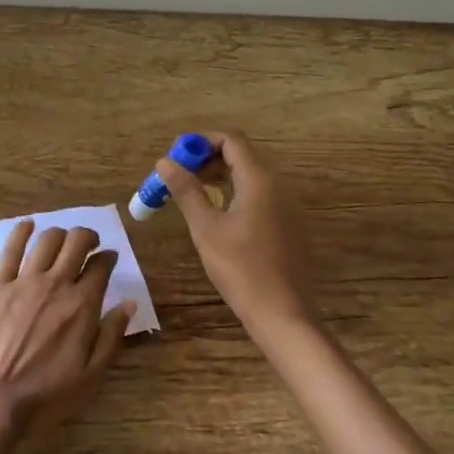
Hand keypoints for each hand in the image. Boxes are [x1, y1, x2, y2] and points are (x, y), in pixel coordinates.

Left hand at [0, 222, 134, 442]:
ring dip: (60, 233)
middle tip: (88, 244)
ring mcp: (24, 281)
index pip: (101, 266)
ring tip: (62, 240)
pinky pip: (10, 248)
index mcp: (82, 305)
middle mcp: (56, 284)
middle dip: (87, 237)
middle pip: (76, 241)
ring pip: (47, 239)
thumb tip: (129, 303)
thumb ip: (112, 336)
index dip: (108, 258)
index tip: (108, 259)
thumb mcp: (91, 376)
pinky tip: (27, 226)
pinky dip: (22, 232)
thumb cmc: (44, 396)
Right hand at [157, 130, 316, 337]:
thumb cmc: (240, 268)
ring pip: (251, 177)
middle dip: (207, 160)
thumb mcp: (205, 228)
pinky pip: (260, 196)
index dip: (201, 142)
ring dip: (220, 177)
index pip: (231, 140)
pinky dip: (236, 194)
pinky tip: (219, 217)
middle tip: (178, 178)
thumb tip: (164, 162)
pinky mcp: (289, 226)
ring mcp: (287, 207)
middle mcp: (278, 186)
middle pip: (242, 156)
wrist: (282, 313)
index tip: (176, 158)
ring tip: (192, 195)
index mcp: (260, 180)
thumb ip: (186, 190)